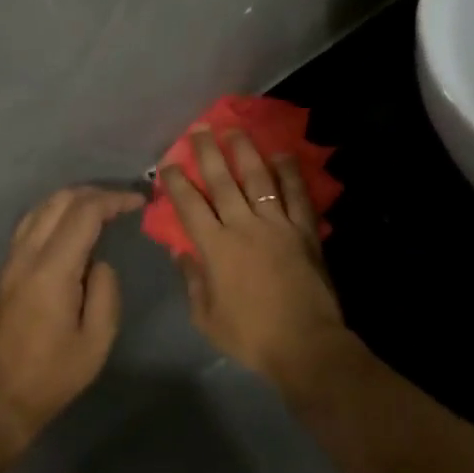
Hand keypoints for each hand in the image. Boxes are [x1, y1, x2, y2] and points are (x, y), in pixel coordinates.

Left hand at [0, 185, 144, 452]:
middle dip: (94, 193)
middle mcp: (25, 257)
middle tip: (122, 201)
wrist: (0, 399)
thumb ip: (105, 291)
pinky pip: (28, 227)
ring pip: (39, 209)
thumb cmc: (54, 374)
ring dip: (71, 200)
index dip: (114, 200)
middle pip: (58, 201)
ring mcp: (8, 262)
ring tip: (99, 208)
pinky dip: (53, 214)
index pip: (84, 214)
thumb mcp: (97, 339)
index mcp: (52, 271)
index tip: (138, 202)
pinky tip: (69, 228)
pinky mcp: (1, 272)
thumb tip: (99, 262)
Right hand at [160, 127, 356, 392]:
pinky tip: (283, 154)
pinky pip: (296, 195)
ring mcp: (277, 225)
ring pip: (258, 179)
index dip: (176, 182)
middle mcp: (244, 226)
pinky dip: (290, 173)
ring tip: (234, 130)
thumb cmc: (250, 335)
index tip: (168, 164)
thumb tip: (180, 251)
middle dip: (207, 153)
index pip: (190, 206)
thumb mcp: (206, 318)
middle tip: (198, 129)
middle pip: (222, 182)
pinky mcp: (304, 230)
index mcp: (216, 248)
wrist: (305, 343)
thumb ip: (192, 281)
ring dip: (245, 152)